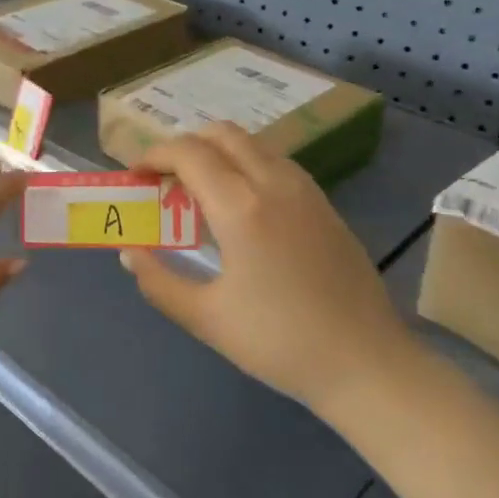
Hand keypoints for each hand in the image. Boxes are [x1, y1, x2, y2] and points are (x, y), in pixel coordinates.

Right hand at [119, 125, 412, 411]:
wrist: (367, 363)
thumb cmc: (280, 343)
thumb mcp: (207, 318)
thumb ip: (159, 282)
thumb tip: (130, 254)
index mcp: (241, 207)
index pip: (189, 153)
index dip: (154, 155)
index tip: (135, 174)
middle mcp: (275, 184)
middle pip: (223, 134)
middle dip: (186, 145)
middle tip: (164, 178)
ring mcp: (307, 192)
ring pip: (255, 144)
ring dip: (219, 152)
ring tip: (199, 191)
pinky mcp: (326, 206)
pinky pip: (278, 164)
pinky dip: (247, 165)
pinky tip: (242, 207)